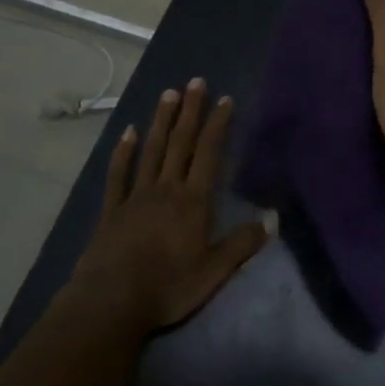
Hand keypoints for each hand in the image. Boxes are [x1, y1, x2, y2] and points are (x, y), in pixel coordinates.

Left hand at [71, 79, 269, 332]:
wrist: (110, 303)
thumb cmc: (168, 287)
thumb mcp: (214, 272)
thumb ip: (243, 243)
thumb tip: (274, 218)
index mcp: (193, 201)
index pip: (209, 154)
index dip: (218, 125)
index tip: (225, 99)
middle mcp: (166, 189)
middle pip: (180, 143)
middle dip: (190, 111)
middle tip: (195, 82)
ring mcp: (136, 196)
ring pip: (151, 151)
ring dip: (161, 121)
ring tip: (168, 94)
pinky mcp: (111, 210)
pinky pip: (119, 174)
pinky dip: (124, 152)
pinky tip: (128, 132)